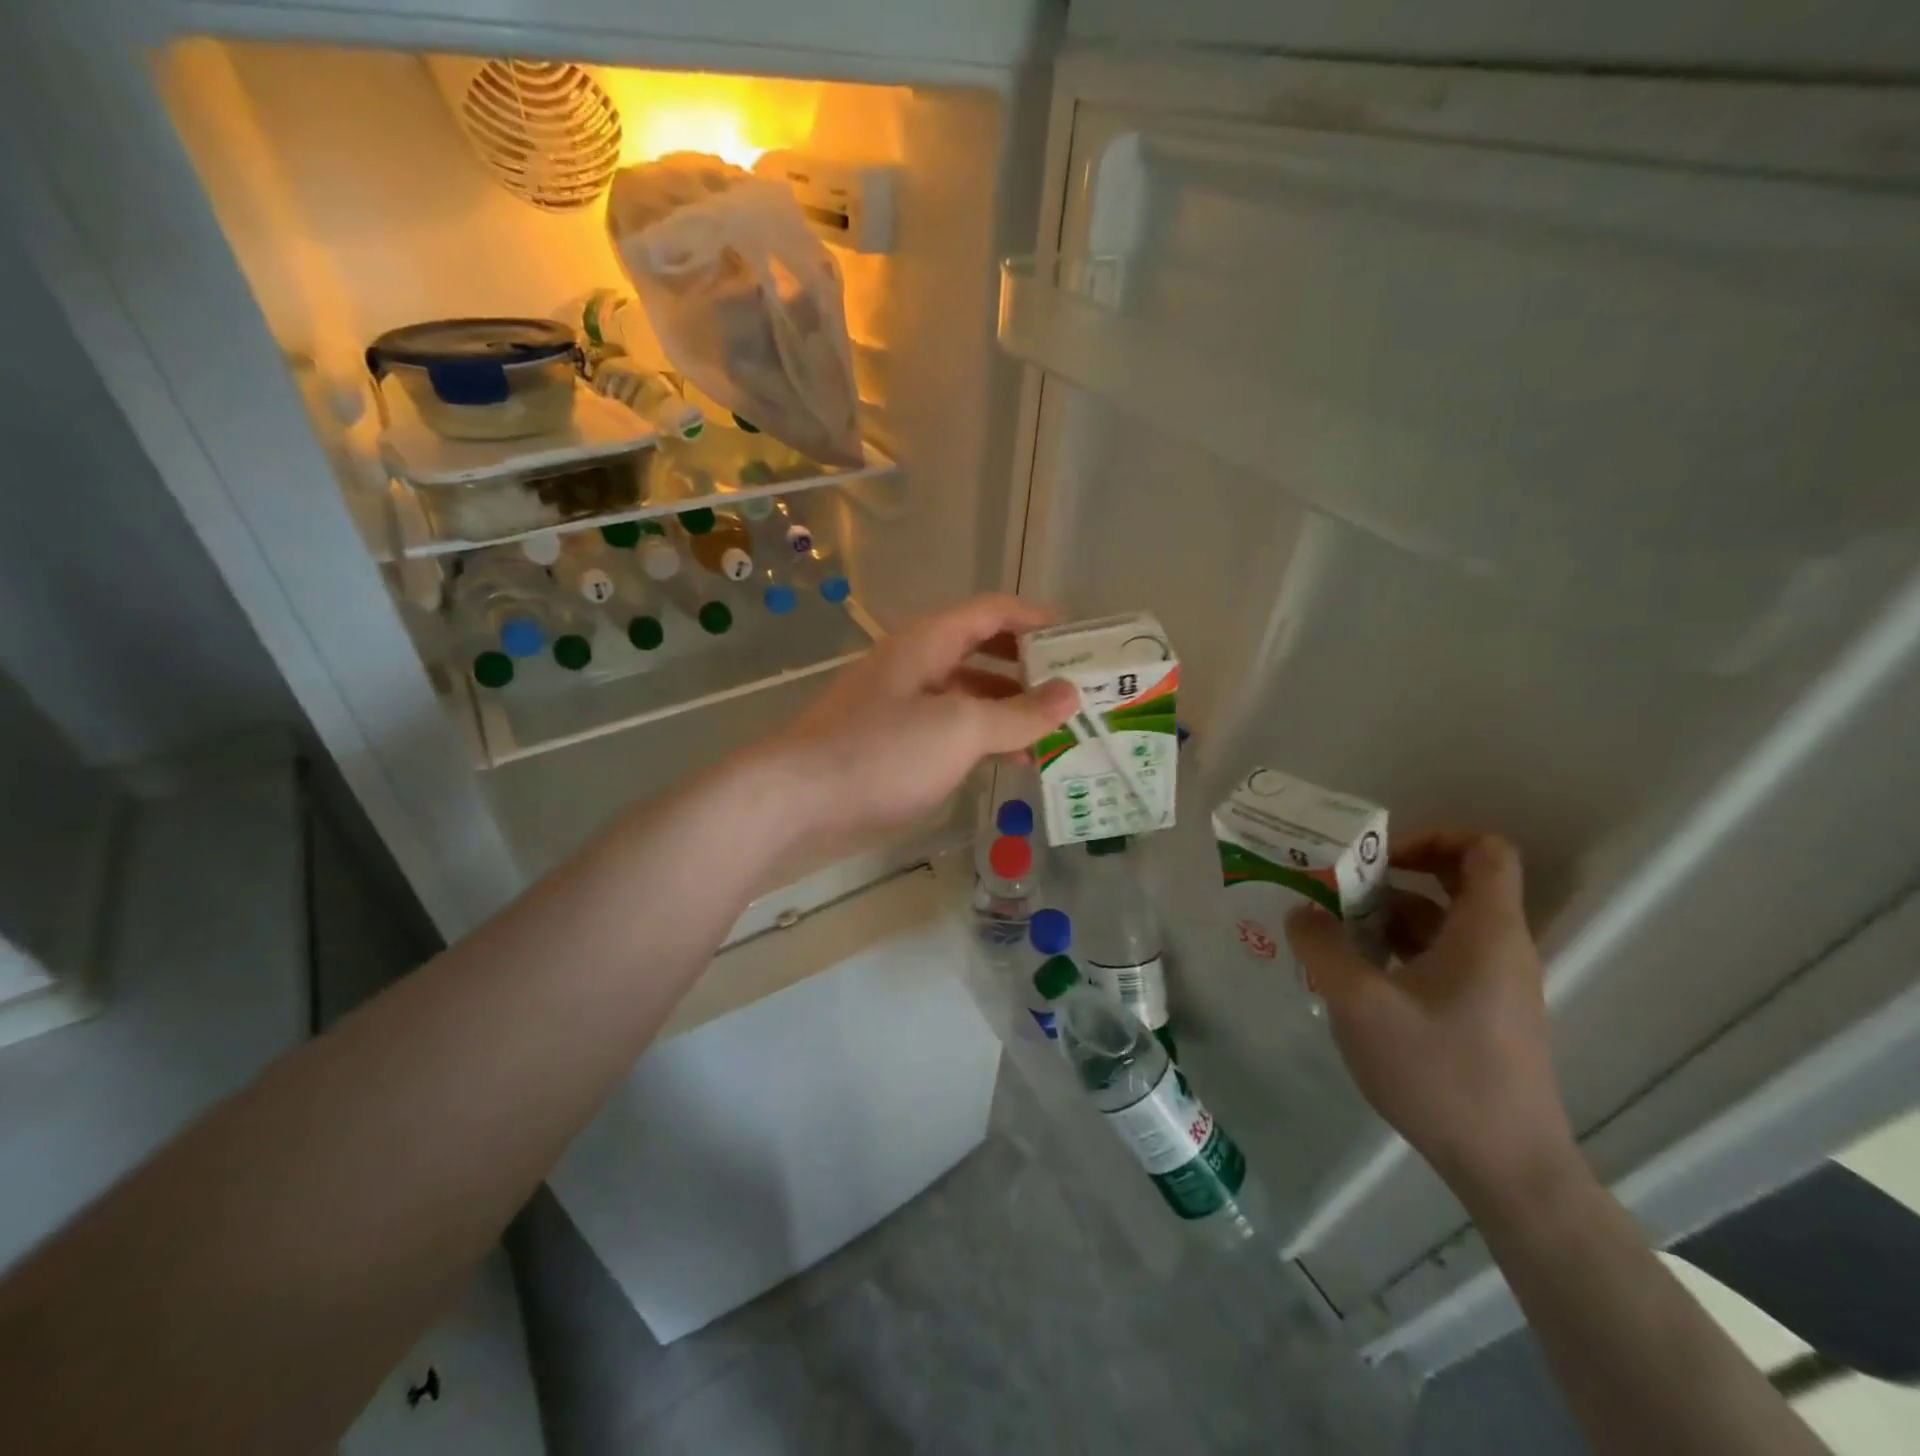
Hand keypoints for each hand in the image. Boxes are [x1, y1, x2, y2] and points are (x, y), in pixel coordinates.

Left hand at [756, 594, 1076, 849]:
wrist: (796, 801)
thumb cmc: (881, 751)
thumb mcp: (959, 727)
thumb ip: (1017, 712)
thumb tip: (1070, 694)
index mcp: (929, 641)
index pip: (993, 611)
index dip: (1037, 618)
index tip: (1080, 639)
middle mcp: (914, 664)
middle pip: (981, 651)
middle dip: (1027, 667)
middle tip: (1073, 690)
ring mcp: (900, 705)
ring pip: (966, 695)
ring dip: (1008, 709)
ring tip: (1053, 733)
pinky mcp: (890, 744)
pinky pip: (948, 730)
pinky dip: (981, 739)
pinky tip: (1008, 762)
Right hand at [1285, 833, 1576, 1209]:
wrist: (1506, 1166)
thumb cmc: (1439, 1072)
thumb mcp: (1361, 1004)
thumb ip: (1323, 947)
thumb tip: (1301, 911)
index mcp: (1486, 932)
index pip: (1484, 851)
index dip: (1433, 837)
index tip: (1378, 857)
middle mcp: (1498, 948)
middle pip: (1456, 883)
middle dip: (1394, 876)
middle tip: (1340, 886)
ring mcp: (1493, 984)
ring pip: (1441, 924)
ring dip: (1387, 917)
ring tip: (1331, 931)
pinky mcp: (1481, 1014)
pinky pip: (1439, 959)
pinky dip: (1397, 951)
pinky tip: (1353, 975)